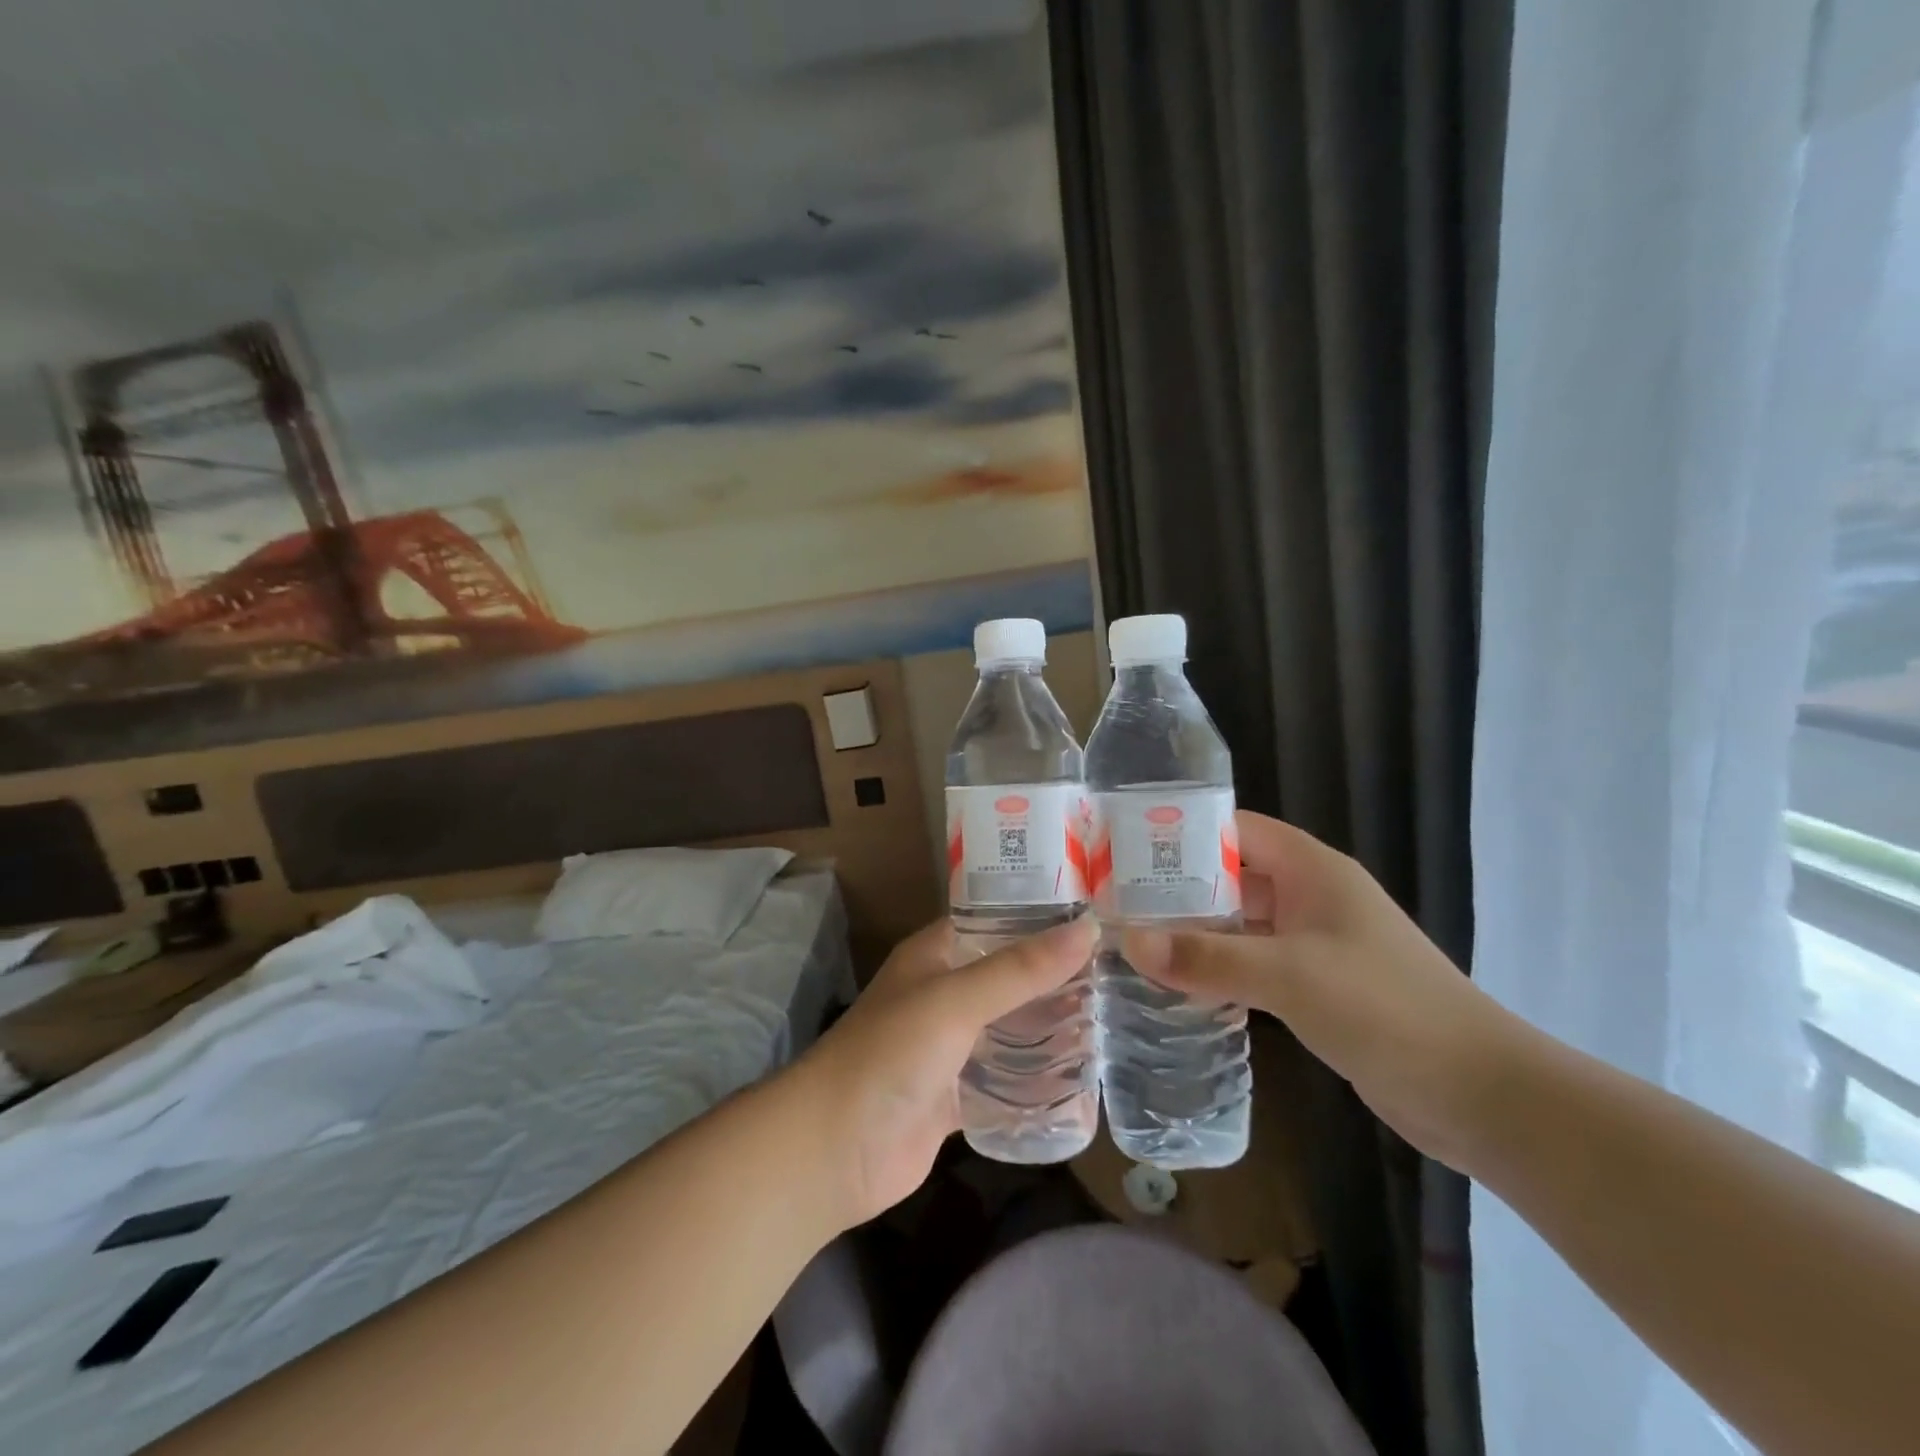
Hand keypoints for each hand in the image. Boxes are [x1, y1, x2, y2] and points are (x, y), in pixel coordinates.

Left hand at [792, 915, 1096, 1228]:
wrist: (834, 1150)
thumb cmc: (890, 1054)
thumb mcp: (956, 1000)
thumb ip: (1021, 969)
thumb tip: (1089, 929)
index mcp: (936, 955)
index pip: (997, 922)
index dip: (1042, 918)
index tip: (1100, 920)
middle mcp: (944, 993)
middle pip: (1010, 978)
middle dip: (1057, 980)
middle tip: (1121, 977)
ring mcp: (950, 1047)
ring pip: (1011, 1029)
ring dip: (1051, 1030)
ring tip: (1115, 1023)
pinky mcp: (956, 1095)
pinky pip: (1005, 1081)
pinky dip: (1036, 1081)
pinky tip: (1083, 1081)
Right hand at [1125, 811, 1523, 1167]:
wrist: (1482, 1095)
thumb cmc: (1386, 1009)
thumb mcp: (1288, 976)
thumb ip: (1206, 956)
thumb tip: (1127, 940)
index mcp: (1312, 870)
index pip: (1235, 829)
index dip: (1182, 833)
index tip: (1125, 851)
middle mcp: (1311, 896)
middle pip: (1232, 875)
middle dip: (1178, 888)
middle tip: (1116, 902)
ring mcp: (1316, 943)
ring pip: (1241, 923)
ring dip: (1196, 931)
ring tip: (1135, 940)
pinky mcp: (1318, 986)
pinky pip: (1255, 963)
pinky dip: (1219, 967)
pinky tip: (1179, 984)